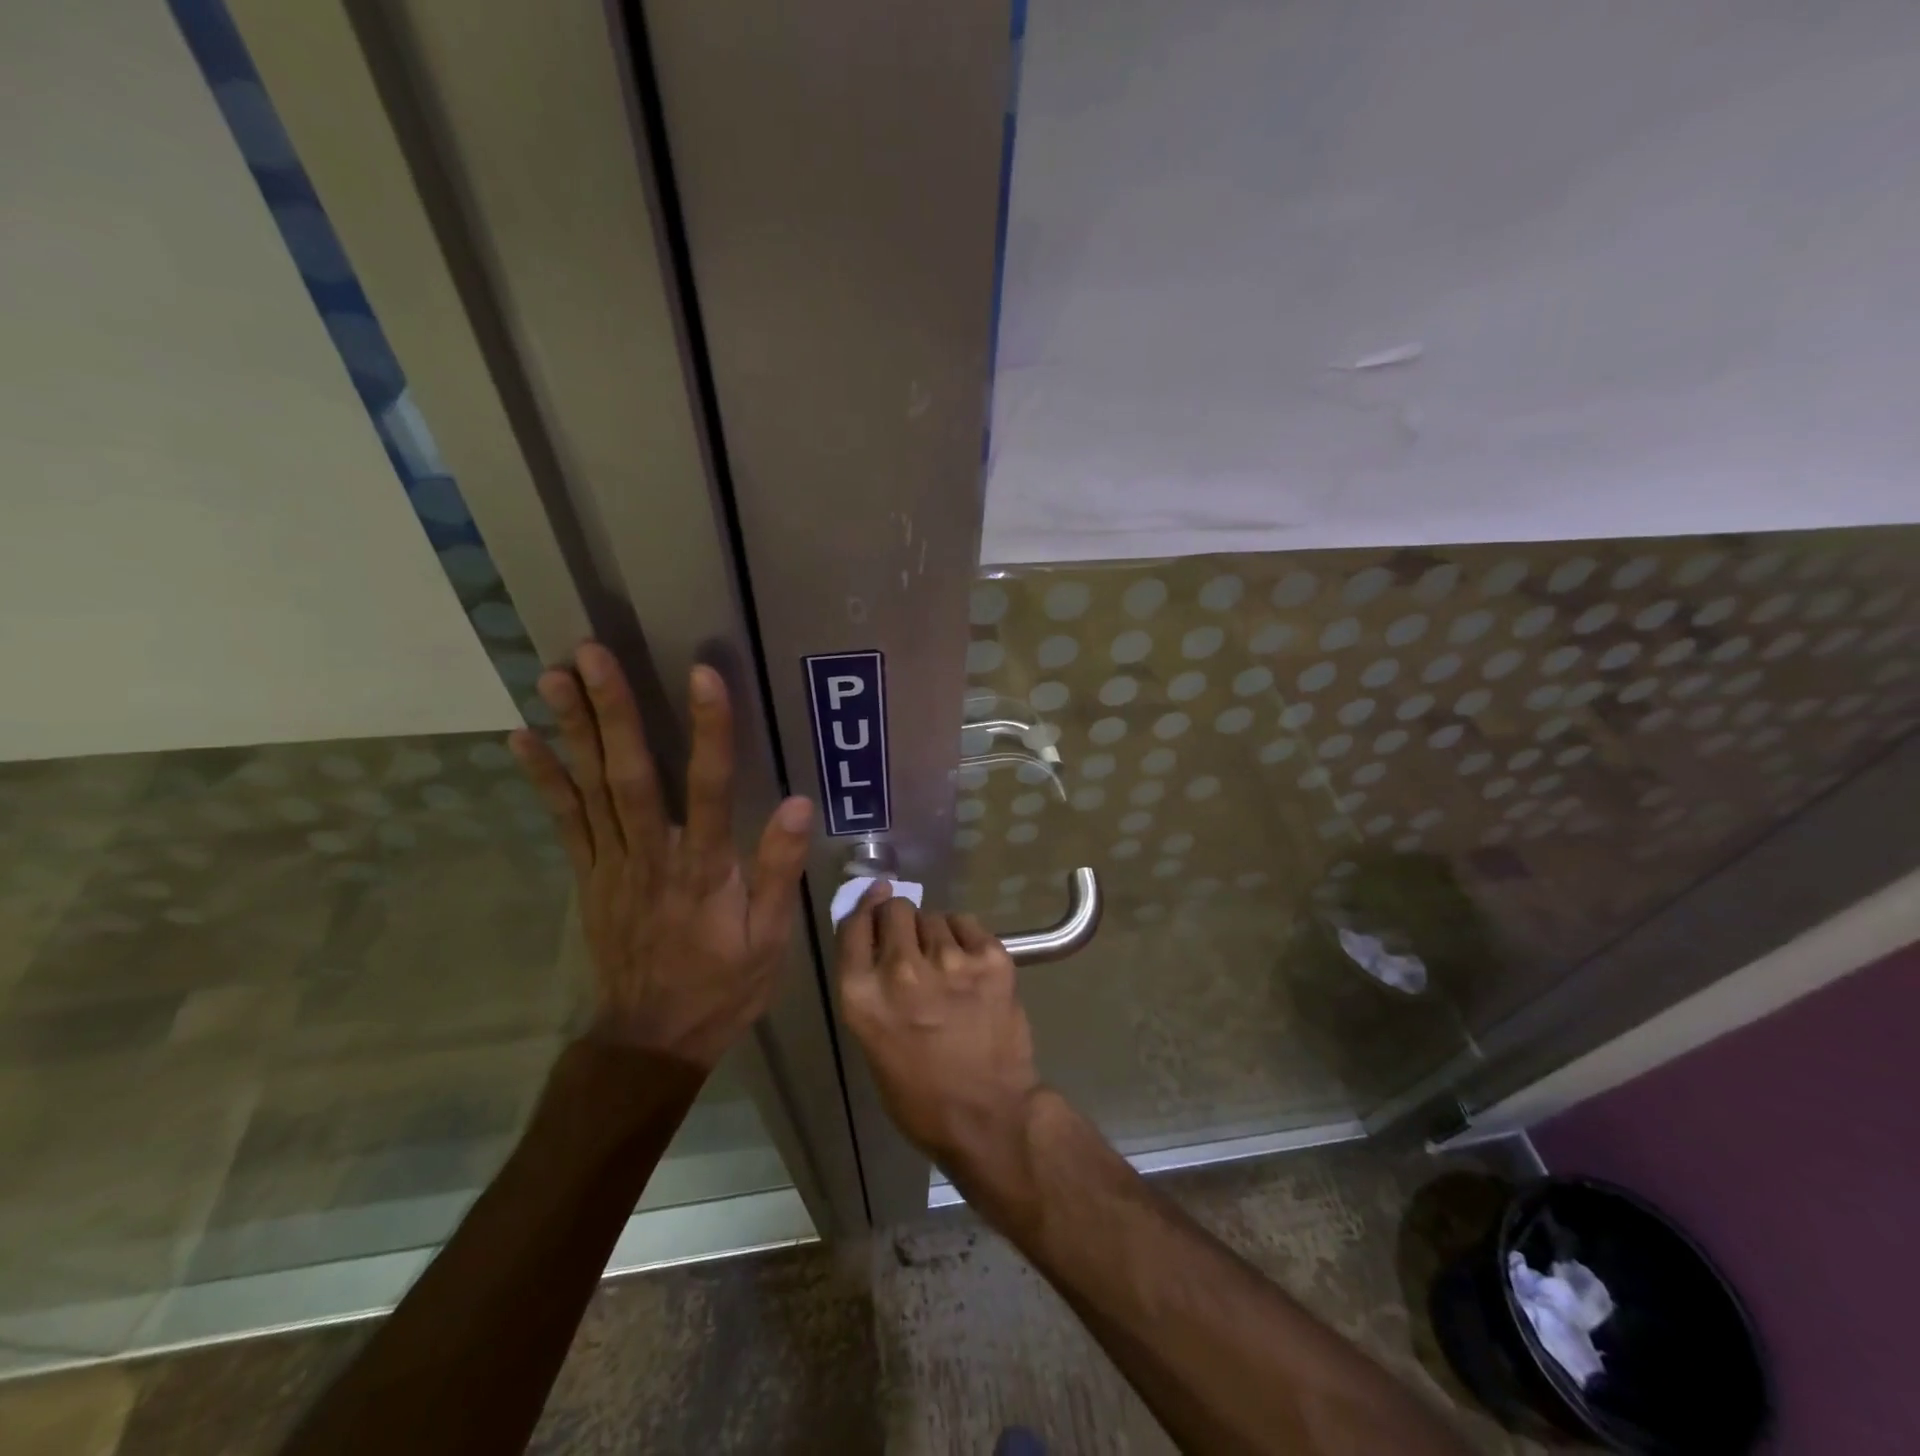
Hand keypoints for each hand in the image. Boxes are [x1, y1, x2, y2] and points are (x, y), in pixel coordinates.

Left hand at [509, 642, 813, 1069]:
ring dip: (572, 729)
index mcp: (704, 870)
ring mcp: (612, 864)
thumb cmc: (723, 985)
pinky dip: (544, 777)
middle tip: (591, 653)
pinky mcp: (588, 875)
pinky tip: (523, 737)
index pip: (710, 788)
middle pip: (631, 775)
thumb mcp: (770, 938)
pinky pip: (564, 820)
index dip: (710, 730)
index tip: (704, 675)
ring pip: (590, 788)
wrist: (651, 1039)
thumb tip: (798, 804)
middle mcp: (652, 857)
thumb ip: (779, 870)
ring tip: (554, 675)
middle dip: (612, 711)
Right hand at [835, 884, 1042, 1174]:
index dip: (865, 908)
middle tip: (913, 943)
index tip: (875, 899)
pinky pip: (967, 923)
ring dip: (934, 933)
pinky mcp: (989, 957)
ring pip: (933, 916)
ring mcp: (949, 960)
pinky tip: (969, 964)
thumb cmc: (921, 1094)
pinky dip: (965, 937)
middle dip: (900, 920)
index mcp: (862, 995)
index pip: (853, 925)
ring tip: (946, 965)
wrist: (990, 1115)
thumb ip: (869, 987)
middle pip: (894, 910)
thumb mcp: (872, 1041)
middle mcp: (901, 970)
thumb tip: (876, 940)